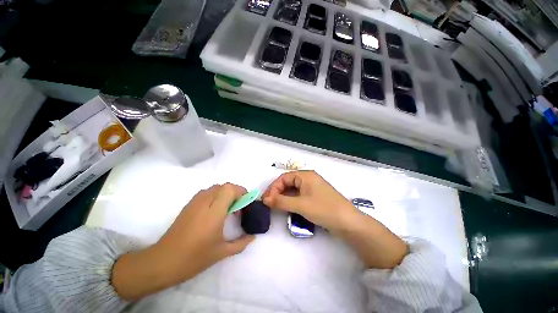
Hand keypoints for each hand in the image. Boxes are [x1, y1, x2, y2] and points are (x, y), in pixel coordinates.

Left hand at [112, 184, 254, 300]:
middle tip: (239, 206)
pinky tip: (216, 209)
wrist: (163, 261)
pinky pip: (207, 192)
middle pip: (224, 186)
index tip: (246, 202)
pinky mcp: (189, 205)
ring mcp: (195, 202)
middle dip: (236, 192)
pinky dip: (216, 195)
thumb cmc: (194, 258)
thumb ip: (241, 243)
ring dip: (226, 193)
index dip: (241, 191)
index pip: (229, 189)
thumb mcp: (221, 252)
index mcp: (214, 212)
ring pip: (215, 187)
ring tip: (229, 207)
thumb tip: (253, 236)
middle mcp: (205, 202)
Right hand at [263, 170, 357, 231]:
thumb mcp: (300, 205)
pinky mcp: (314, 196)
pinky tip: (287, 208)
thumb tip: (265, 199)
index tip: (266, 200)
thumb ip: (281, 201)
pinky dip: (291, 201)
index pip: (284, 178)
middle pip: (288, 183)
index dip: (273, 188)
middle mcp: (308, 179)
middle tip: (269, 203)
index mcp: (305, 175)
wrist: (348, 223)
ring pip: (293, 190)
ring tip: (276, 206)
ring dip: (284, 197)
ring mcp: (312, 188)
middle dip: (277, 192)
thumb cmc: (324, 209)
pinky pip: (299, 195)